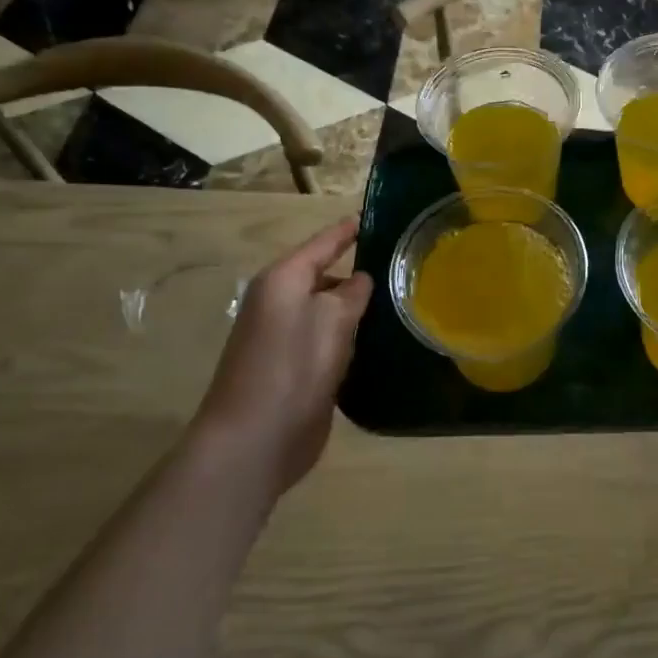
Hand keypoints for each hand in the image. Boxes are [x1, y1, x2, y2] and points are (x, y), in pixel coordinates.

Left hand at [199, 217, 373, 494]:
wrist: (254, 440)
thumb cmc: (293, 367)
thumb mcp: (332, 319)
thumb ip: (352, 293)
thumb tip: (361, 280)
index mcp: (283, 281)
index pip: (323, 244)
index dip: (348, 231)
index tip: (374, 217)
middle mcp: (279, 304)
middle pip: (324, 277)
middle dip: (358, 273)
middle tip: (402, 268)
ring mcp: (283, 339)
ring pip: (327, 311)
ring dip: (356, 309)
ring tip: (399, 302)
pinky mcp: (292, 370)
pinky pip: (326, 341)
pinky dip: (349, 338)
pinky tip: (378, 343)